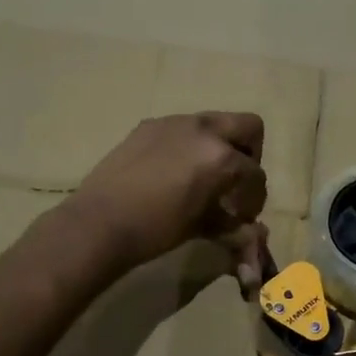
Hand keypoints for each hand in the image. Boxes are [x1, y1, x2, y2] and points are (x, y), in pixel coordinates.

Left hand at [66, 113, 268, 281]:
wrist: (99, 222)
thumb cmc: (157, 229)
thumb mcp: (202, 226)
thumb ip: (232, 223)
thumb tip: (251, 232)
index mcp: (222, 156)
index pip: (255, 173)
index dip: (255, 198)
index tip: (244, 215)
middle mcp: (203, 130)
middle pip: (248, 127)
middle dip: (250, 153)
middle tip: (235, 181)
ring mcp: (174, 123)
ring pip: (213, 124)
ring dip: (218, 146)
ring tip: (203, 177)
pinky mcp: (149, 126)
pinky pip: (181, 130)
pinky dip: (188, 146)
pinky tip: (172, 173)